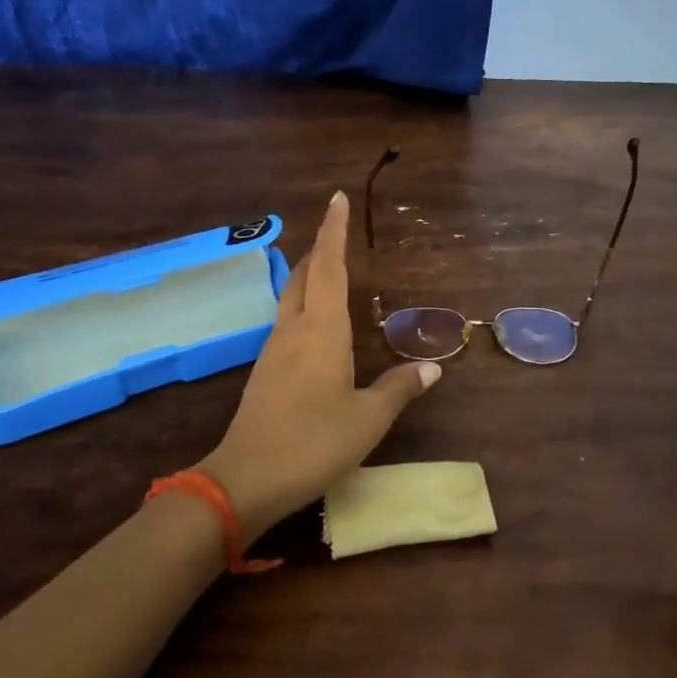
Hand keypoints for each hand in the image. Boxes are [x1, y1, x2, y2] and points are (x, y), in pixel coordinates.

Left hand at [199, 191, 439, 542]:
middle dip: (320, 248)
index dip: (333, 231)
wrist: (245, 479)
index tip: (336, 198)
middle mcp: (294, 329)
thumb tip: (431, 369)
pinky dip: (304, 305)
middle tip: (336, 229)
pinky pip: (287, 321)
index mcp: (322, 330)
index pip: (328, 267)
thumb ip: (398, 389)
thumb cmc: (313, 442)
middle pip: (304, 275)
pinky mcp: (266, 371)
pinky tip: (316, 323)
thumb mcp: (367, 419)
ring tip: (330, 269)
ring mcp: (274, 349)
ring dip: (309, 276)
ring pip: (292, 297)